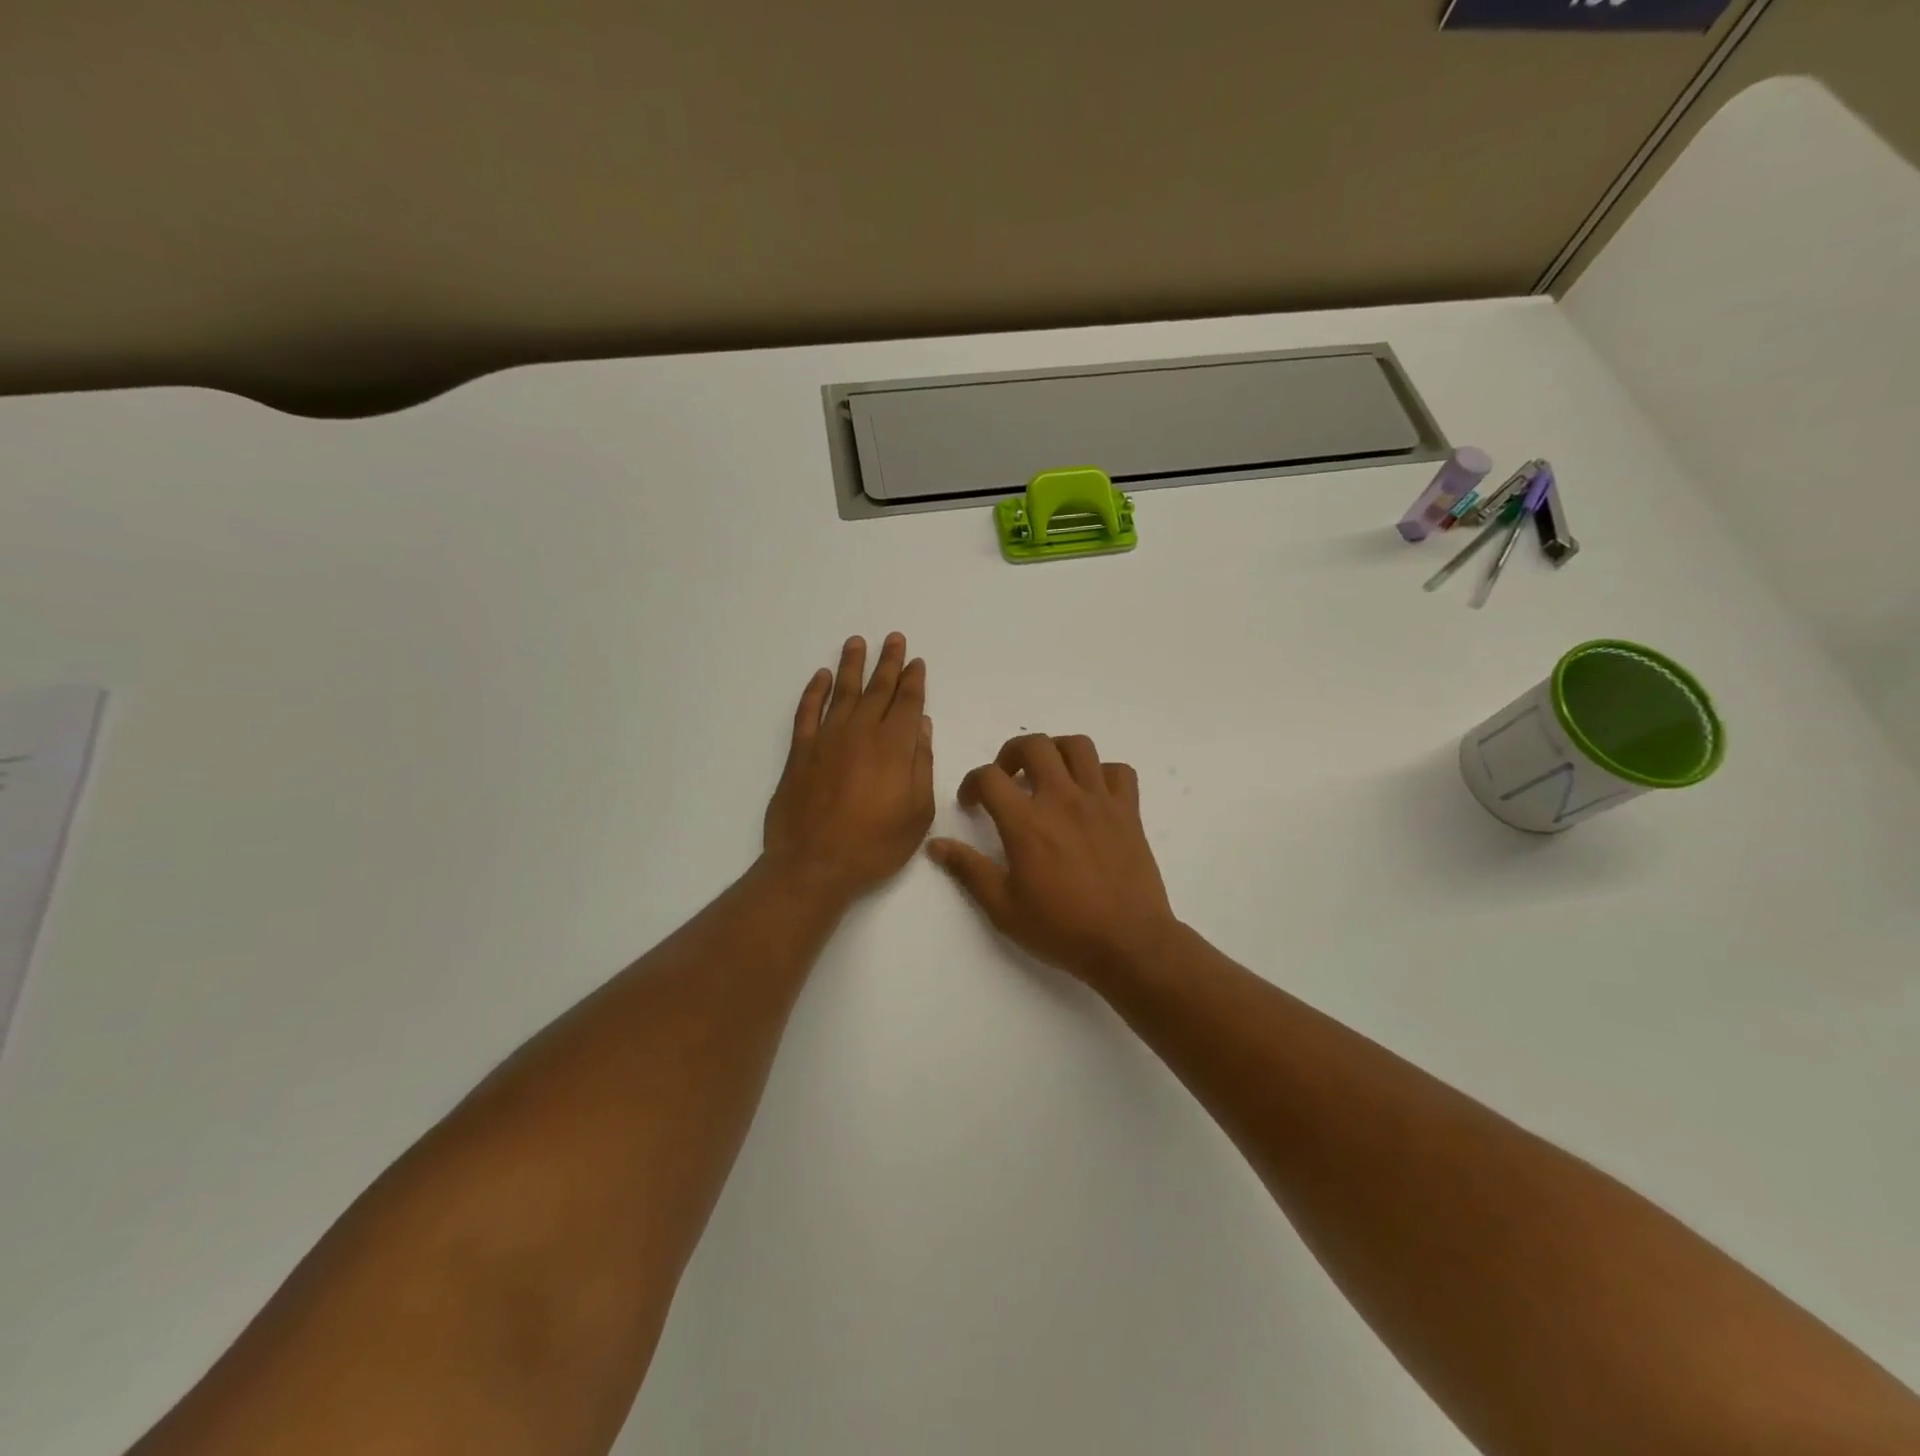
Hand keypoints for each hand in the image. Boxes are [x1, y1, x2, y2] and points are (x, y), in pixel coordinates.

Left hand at [762, 633, 934, 907]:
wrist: (815, 864)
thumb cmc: (875, 845)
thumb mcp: (917, 812)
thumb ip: (921, 764)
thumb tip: (920, 725)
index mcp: (894, 747)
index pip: (906, 703)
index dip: (913, 680)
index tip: (916, 661)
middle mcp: (860, 733)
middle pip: (877, 689)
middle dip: (888, 662)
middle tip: (893, 638)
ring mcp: (826, 739)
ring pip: (842, 692)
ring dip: (852, 666)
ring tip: (857, 642)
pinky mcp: (800, 752)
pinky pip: (807, 712)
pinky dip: (814, 691)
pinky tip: (821, 677)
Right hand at [927, 734, 1179, 984]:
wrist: (1127, 943)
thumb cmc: (1061, 928)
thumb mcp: (1003, 907)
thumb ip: (968, 870)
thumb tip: (935, 845)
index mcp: (1026, 822)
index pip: (989, 777)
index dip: (972, 783)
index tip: (971, 804)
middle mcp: (1062, 799)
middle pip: (1034, 745)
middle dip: (1012, 753)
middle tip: (1008, 779)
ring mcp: (1099, 801)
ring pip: (1078, 746)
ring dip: (1057, 751)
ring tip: (1049, 775)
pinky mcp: (1129, 811)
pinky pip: (1119, 771)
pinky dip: (1103, 773)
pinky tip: (1092, 794)